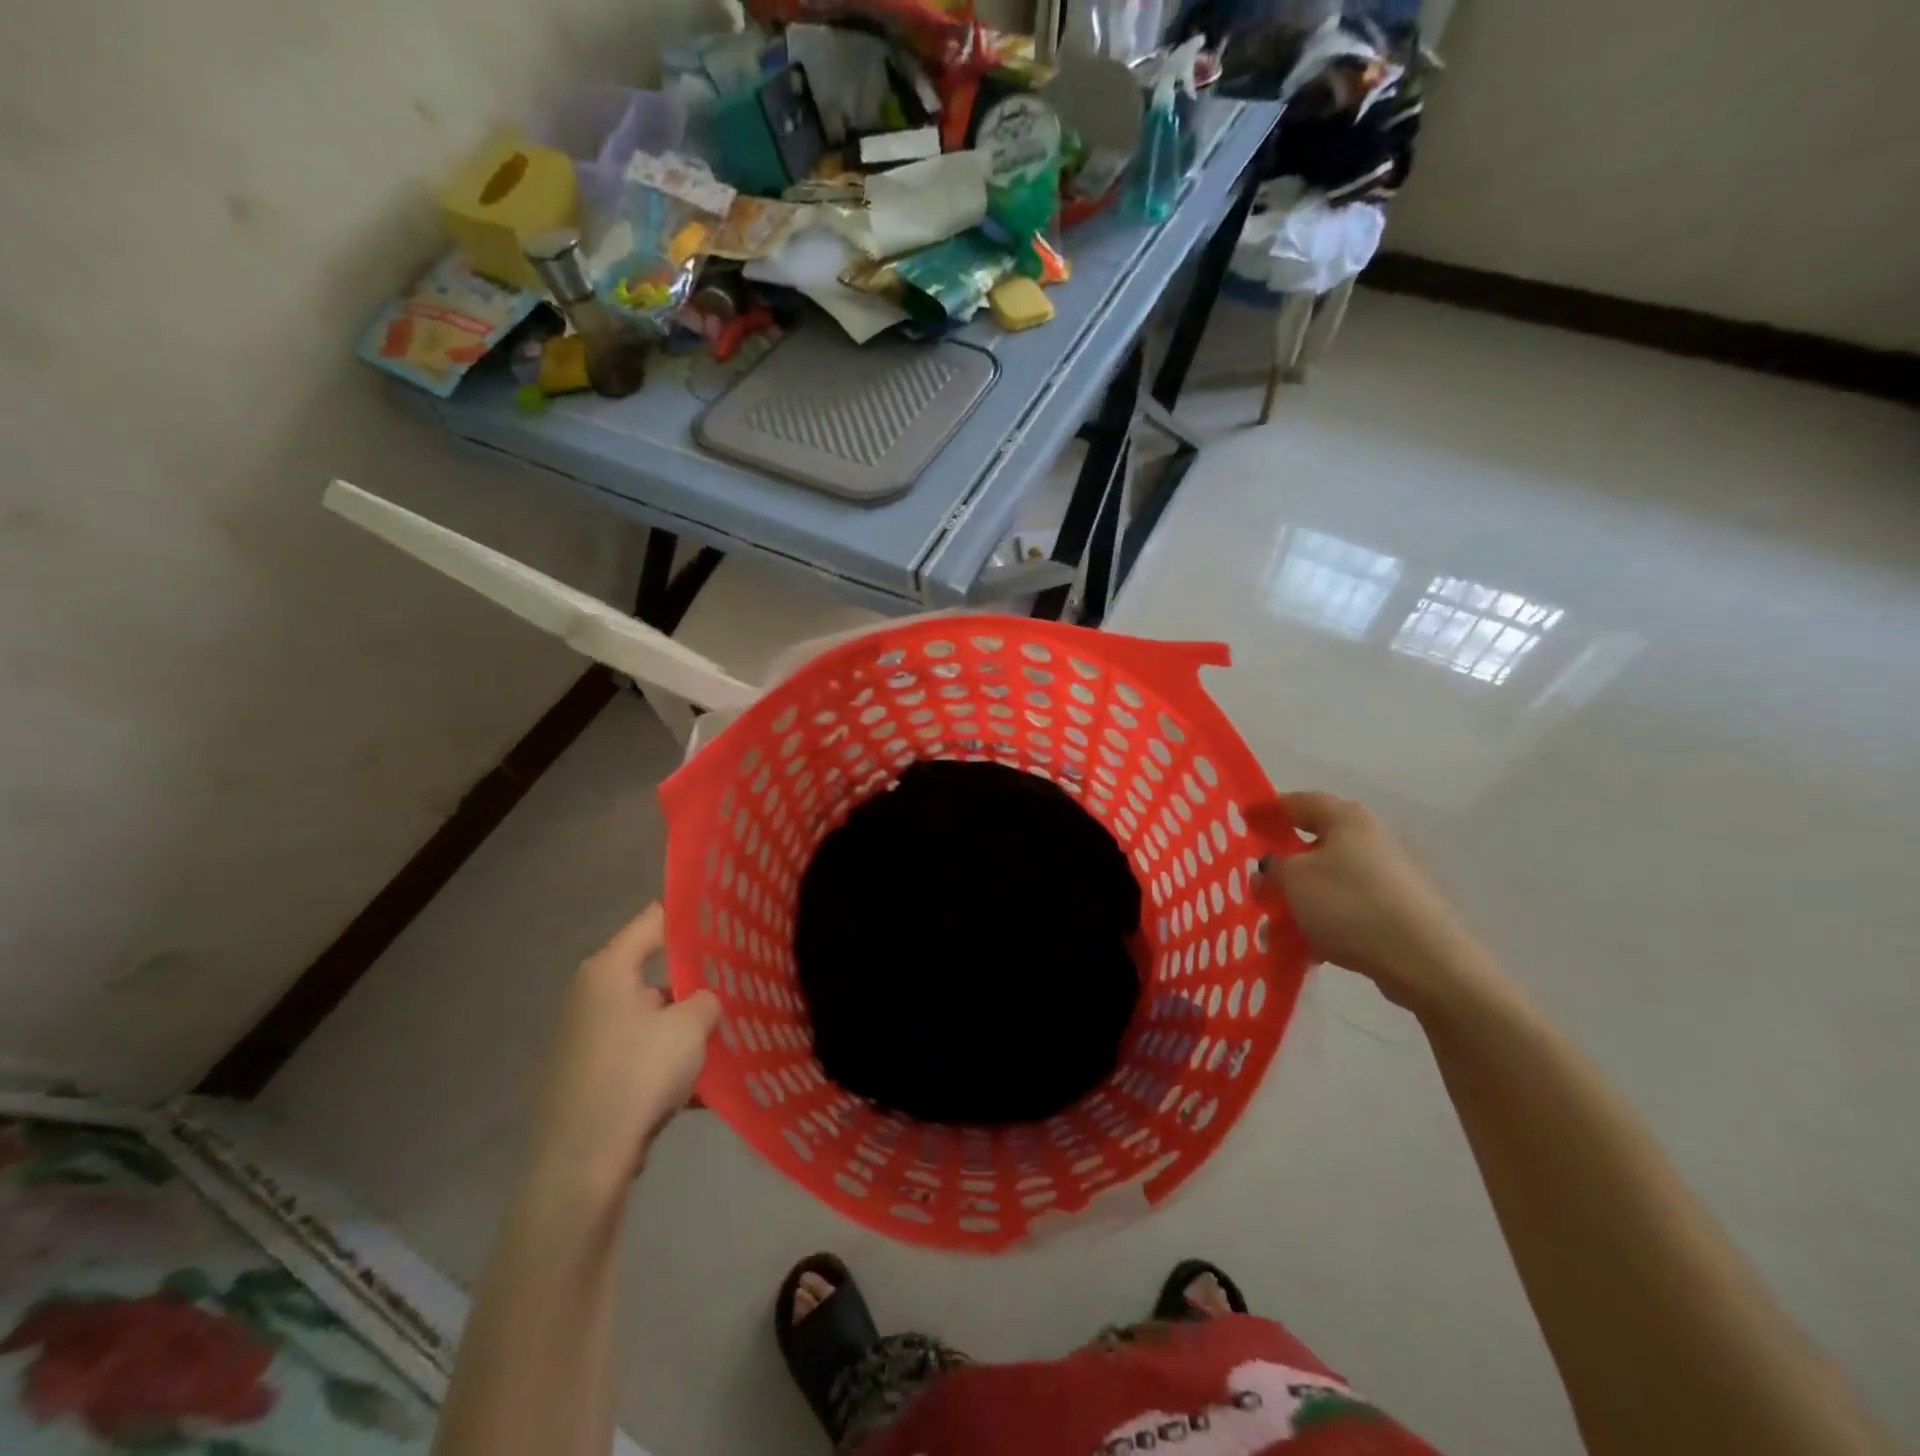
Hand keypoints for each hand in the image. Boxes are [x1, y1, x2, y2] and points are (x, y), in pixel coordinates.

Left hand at [527, 905, 720, 1196]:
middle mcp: (594, 995)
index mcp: (610, 969)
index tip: (730, 914)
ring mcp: (590, 1038)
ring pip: (654, 1017)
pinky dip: (671, 1064)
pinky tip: (707, 1086)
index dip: (693, 914)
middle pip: (658, 971)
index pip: (656, 919)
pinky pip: (643, 1055)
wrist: (581, 1167)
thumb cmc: (636, 1075)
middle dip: (699, 979)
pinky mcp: (593, 1076)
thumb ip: (707, 999)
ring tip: (733, 1035)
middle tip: (742, 978)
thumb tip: (704, 1002)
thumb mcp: (690, 1026)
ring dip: (688, 1027)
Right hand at [1251, 793, 1497, 1013]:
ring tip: (1274, 925)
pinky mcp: (1397, 911)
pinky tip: (1307, 948)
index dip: (1267, 810)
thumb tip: (1269, 865)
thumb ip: (1272, 866)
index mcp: (1346, 819)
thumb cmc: (1350, 904)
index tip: (1242, 823)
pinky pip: (1347, 910)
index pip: (1297, 801)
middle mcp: (1370, 839)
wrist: (1424, 960)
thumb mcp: (1293, 879)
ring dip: (1300, 899)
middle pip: (1313, 844)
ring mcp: (1387, 876)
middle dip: (1282, 864)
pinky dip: (1324, 923)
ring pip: (1328, 881)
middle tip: (1255, 881)